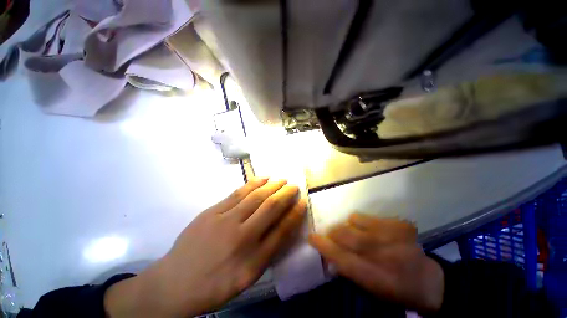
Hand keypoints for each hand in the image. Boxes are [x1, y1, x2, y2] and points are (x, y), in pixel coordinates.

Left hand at [105, 178, 306, 316]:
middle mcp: (242, 237)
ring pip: (255, 197)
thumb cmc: (216, 284)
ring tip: (281, 179)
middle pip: (270, 208)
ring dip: (272, 186)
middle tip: (294, 185)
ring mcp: (225, 221)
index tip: (303, 201)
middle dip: (285, 194)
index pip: (282, 230)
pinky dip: (253, 183)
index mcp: (253, 260)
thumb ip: (268, 252)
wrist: (174, 283)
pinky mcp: (212, 211)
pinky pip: (238, 193)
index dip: (295, 214)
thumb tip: (284, 226)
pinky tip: (262, 178)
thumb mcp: (247, 277)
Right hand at [309, 213, 443, 312]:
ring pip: (354, 221)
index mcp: (375, 277)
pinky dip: (364, 222)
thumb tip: (329, 254)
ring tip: (354, 233)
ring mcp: (393, 236)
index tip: (311, 236)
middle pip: (346, 236)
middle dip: (333, 232)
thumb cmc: (395, 290)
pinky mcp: (400, 224)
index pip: (341, 258)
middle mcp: (383, 254)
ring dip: (348, 226)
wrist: (429, 281)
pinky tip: (373, 232)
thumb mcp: (370, 290)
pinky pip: (369, 217)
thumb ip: (348, 270)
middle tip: (330, 234)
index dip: (324, 246)